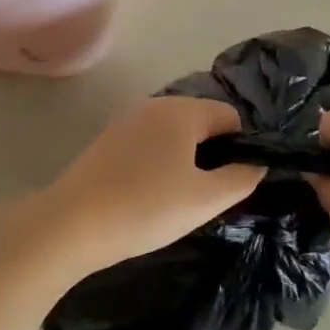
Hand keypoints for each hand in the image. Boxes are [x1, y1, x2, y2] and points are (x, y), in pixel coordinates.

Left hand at [33, 96, 263, 273]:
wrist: (72, 224)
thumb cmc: (147, 208)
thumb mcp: (205, 199)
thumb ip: (241, 178)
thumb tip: (257, 164)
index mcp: (182, 111)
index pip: (230, 116)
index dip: (240, 147)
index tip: (232, 183)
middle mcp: (155, 105)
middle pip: (200, 122)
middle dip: (212, 154)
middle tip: (207, 196)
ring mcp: (126, 121)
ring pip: (173, 135)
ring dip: (184, 160)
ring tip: (178, 199)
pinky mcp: (107, 141)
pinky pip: (148, 145)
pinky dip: (158, 164)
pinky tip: (148, 196)